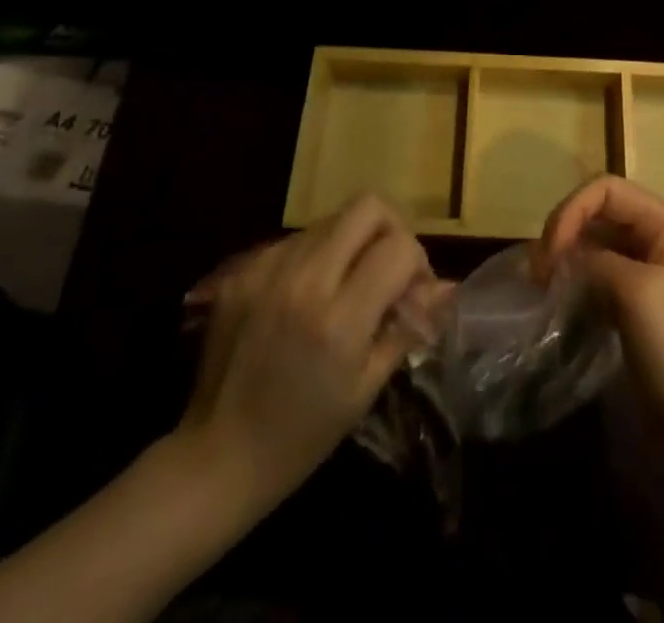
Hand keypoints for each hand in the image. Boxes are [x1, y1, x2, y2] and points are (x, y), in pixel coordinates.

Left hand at [174, 195, 443, 511]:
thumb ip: (407, 326)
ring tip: (345, 285)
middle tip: (386, 268)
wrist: (216, 457)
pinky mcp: (242, 270)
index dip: (417, 261)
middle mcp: (304, 280)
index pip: (398, 247)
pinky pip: (295, 240)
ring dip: (350, 242)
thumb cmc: (302, 435)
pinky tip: (306, 296)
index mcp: (338, 319)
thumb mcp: (365, 387)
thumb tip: (447, 287)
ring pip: (331, 219)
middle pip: (367, 207)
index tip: (411, 291)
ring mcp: (268, 269)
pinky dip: (314, 256)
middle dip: (389, 229)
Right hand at [535, 176, 663, 455]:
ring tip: (543, 285)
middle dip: (565, 230)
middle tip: (539, 271)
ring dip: (566, 255)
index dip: (573, 209)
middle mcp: (656, 237)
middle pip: (598, 210)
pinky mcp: (633, 300)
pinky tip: (559, 299)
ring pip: (594, 241)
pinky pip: (596, 272)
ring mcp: (645, 270)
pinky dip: (575, 278)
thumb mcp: (636, 292)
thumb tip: (562, 256)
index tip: (550, 252)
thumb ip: (595, 260)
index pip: (607, 189)